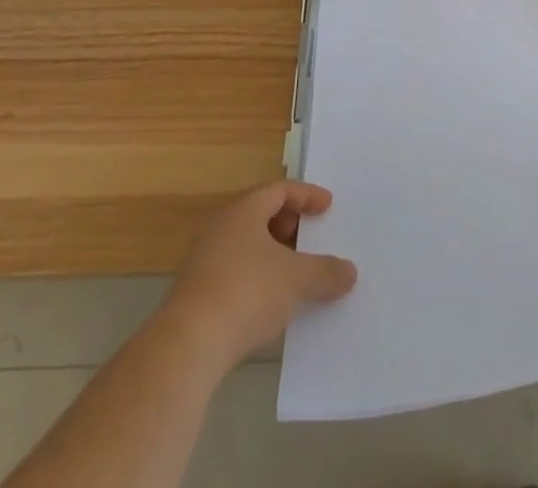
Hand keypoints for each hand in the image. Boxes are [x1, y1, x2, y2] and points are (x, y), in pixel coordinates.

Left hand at [162, 180, 357, 370]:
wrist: (188, 346)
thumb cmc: (247, 292)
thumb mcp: (296, 280)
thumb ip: (326, 272)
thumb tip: (349, 272)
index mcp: (244, 210)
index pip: (280, 189)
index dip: (306, 195)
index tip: (328, 206)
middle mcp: (221, 227)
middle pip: (260, 213)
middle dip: (288, 224)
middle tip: (310, 237)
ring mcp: (204, 260)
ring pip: (246, 244)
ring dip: (272, 253)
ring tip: (295, 272)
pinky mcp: (196, 293)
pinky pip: (235, 271)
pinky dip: (257, 277)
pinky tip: (271, 302)